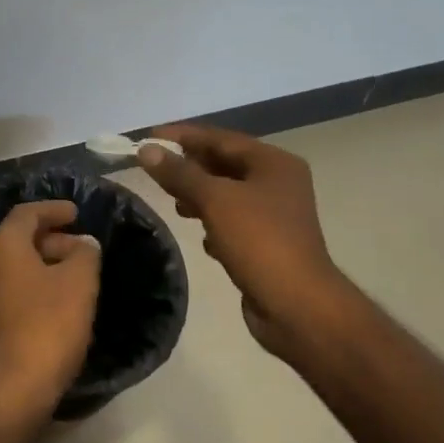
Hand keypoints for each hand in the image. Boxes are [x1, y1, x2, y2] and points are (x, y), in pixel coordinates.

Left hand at [0, 200, 101, 422]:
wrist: (15, 386)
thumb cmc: (48, 322)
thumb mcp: (79, 281)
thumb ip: (85, 254)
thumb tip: (84, 244)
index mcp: (3, 246)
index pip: (26, 213)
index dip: (53, 209)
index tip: (77, 213)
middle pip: (20, 240)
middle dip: (54, 239)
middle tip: (84, 248)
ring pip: (19, 268)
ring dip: (48, 265)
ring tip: (80, 274)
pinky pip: (18, 292)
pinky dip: (41, 287)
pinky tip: (65, 303)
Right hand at [136, 124, 352, 368]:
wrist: (297, 306)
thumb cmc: (259, 242)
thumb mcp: (215, 201)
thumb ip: (180, 173)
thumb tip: (147, 149)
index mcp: (274, 163)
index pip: (220, 138)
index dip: (182, 136)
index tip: (147, 138)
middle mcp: (278, 183)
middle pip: (224, 165)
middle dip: (189, 168)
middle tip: (154, 172)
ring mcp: (275, 215)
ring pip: (226, 195)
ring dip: (199, 197)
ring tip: (174, 204)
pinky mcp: (267, 243)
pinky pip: (233, 223)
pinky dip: (214, 224)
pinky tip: (203, 239)